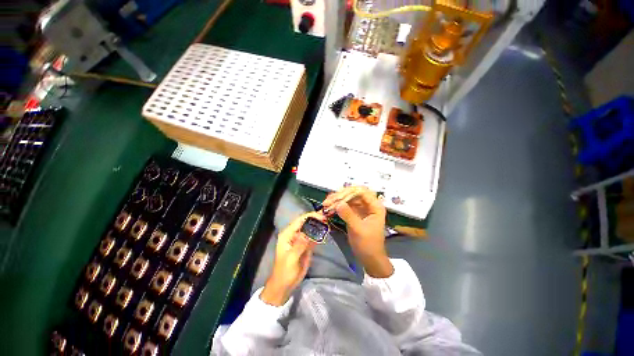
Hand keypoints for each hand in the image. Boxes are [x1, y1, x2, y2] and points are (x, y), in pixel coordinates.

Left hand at [260, 212, 323, 305]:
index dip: (310, 217)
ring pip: (311, 229)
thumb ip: (300, 244)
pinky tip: (326, 231)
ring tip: (328, 223)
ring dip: (319, 225)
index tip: (321, 216)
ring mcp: (301, 240)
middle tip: (327, 218)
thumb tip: (308, 232)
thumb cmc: (285, 271)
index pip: (299, 221)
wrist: (285, 285)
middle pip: (306, 223)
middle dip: (316, 219)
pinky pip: (313, 237)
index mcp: (288, 234)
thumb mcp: (291, 258)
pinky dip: (320, 234)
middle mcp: (294, 234)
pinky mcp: (306, 246)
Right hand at [322, 186, 393, 277]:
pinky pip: (346, 205)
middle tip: (328, 201)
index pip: (362, 192)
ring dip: (337, 200)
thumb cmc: (368, 244)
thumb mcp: (358, 229)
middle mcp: (369, 204)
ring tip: (326, 203)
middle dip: (340, 196)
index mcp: (375, 206)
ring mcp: (361, 208)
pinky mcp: (355, 213)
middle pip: (354, 194)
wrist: (369, 258)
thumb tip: (337, 203)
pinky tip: (329, 207)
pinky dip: (337, 206)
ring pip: (348, 198)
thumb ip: (348, 215)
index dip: (349, 192)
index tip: (336, 198)